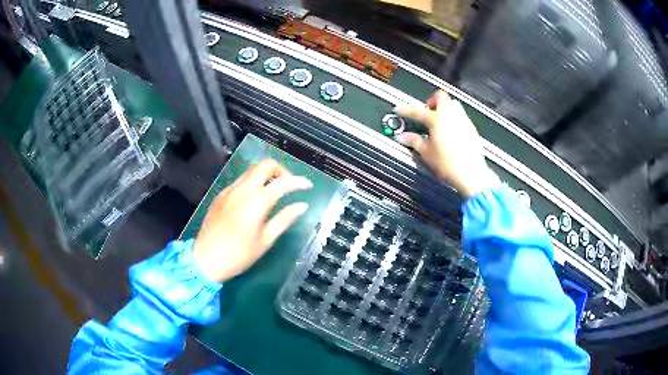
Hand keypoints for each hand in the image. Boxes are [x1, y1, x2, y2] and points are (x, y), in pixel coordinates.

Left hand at [193, 159, 312, 281]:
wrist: (206, 259)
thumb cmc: (239, 254)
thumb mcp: (266, 240)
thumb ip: (284, 219)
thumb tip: (302, 206)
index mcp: (257, 201)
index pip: (283, 182)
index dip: (299, 181)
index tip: (307, 186)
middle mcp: (243, 189)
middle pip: (265, 164)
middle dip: (281, 170)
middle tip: (288, 185)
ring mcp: (230, 190)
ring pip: (251, 170)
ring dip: (266, 174)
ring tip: (273, 190)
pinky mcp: (221, 194)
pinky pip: (241, 180)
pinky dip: (253, 182)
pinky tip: (254, 199)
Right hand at [394, 90, 498, 198]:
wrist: (471, 173)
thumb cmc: (448, 164)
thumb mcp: (427, 153)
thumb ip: (415, 141)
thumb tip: (404, 137)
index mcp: (437, 119)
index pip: (417, 111)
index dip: (406, 110)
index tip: (399, 110)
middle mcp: (451, 115)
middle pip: (441, 96)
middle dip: (432, 101)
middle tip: (426, 113)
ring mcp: (463, 120)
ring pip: (453, 104)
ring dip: (445, 108)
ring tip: (439, 121)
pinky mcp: (472, 128)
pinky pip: (461, 116)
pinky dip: (454, 119)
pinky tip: (451, 132)